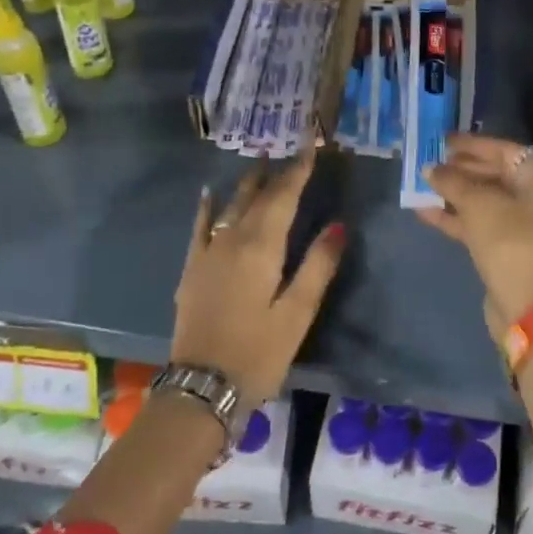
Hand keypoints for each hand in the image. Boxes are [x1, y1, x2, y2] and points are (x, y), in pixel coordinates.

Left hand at [172, 150, 344, 410]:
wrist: (201, 387)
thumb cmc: (258, 353)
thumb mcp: (297, 314)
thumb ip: (318, 265)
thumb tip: (339, 224)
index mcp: (261, 247)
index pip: (283, 197)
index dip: (298, 171)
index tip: (310, 146)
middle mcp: (231, 240)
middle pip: (257, 198)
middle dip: (277, 173)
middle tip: (291, 151)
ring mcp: (207, 253)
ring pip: (230, 206)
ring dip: (247, 183)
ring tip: (260, 161)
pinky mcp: (192, 270)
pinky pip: (200, 227)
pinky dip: (207, 207)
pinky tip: (209, 193)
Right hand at [415, 135, 532, 341]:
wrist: (530, 308)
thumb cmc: (511, 241)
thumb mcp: (478, 204)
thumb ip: (452, 181)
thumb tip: (430, 169)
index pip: (504, 151)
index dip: (471, 145)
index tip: (441, 141)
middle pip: (496, 175)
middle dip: (460, 171)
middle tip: (428, 163)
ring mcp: (530, 225)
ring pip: (487, 202)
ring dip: (455, 195)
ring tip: (421, 185)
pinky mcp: (513, 249)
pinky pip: (484, 224)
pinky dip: (458, 218)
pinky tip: (425, 212)